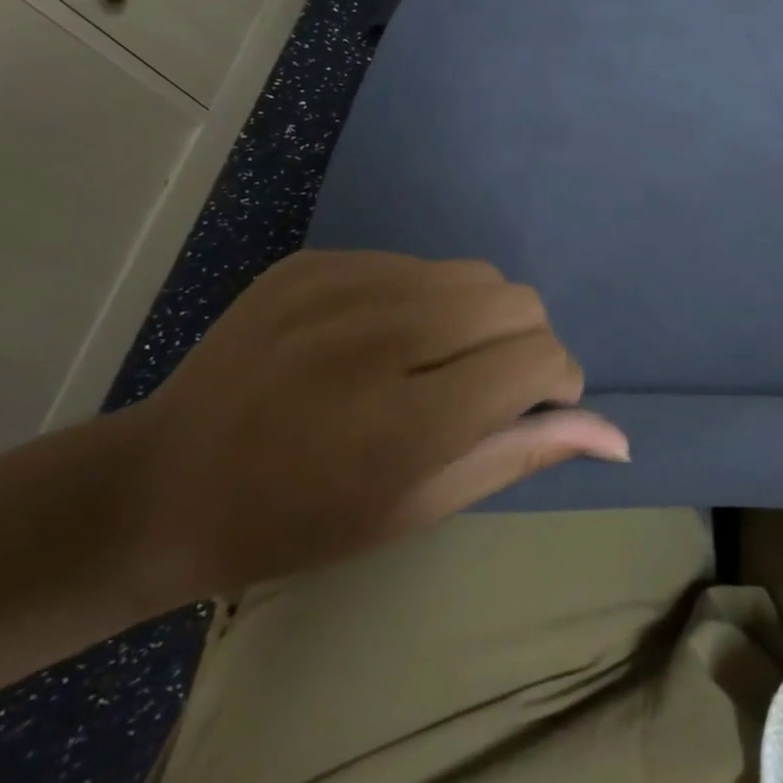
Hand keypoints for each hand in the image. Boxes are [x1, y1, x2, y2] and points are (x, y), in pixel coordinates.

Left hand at [120, 251, 627, 599]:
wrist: (164, 485)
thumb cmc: (305, 519)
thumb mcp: (424, 506)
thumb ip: (524, 454)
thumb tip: (618, 437)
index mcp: (408, 419)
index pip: (540, 359)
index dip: (556, 383)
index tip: (531, 409)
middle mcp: (381, 337)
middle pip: (518, 302)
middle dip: (524, 345)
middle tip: (482, 388)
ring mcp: (341, 288)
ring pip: (476, 275)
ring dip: (480, 317)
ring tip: (434, 360)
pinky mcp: (313, 262)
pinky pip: (418, 264)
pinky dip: (426, 299)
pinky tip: (380, 340)